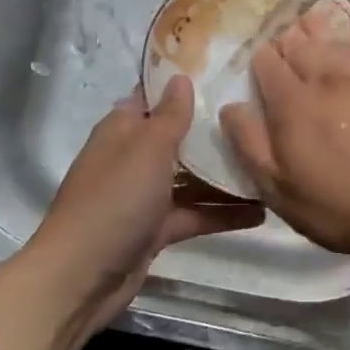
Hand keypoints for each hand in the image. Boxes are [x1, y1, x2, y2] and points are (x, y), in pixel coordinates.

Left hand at [31, 77, 263, 336]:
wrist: (81, 277)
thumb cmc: (114, 200)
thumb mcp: (147, 149)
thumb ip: (170, 115)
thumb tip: (181, 77)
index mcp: (123, 130)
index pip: (155, 97)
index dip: (184, 84)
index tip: (226, 72)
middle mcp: (133, 158)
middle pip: (178, 137)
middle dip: (213, 129)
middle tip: (260, 116)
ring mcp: (144, 196)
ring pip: (190, 178)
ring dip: (224, 174)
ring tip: (269, 163)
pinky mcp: (156, 229)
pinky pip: (194, 214)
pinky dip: (222, 214)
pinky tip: (261, 211)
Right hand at [219, 5, 349, 258]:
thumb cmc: (339, 207)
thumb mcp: (279, 189)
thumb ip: (250, 144)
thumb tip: (230, 106)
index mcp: (291, 104)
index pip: (266, 64)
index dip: (258, 58)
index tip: (255, 58)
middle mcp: (324, 80)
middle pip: (298, 45)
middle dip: (284, 37)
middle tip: (278, 32)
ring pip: (332, 40)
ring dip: (315, 26)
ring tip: (306, 14)